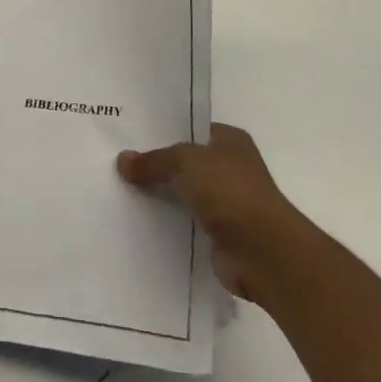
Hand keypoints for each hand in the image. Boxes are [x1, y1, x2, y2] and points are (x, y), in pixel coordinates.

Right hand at [117, 122, 318, 308]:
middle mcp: (231, 168)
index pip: (192, 130)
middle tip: (118, 164)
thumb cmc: (229, 191)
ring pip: (184, 194)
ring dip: (160, 197)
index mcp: (230, 141)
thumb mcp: (185, 162)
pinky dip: (167, 225)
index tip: (131, 136)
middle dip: (158, 166)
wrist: (262, 251)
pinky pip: (185, 224)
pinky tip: (138, 222)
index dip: (164, 132)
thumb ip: (153, 161)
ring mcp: (227, 204)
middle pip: (186, 163)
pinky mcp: (219, 235)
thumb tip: (123, 160)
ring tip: (120, 192)